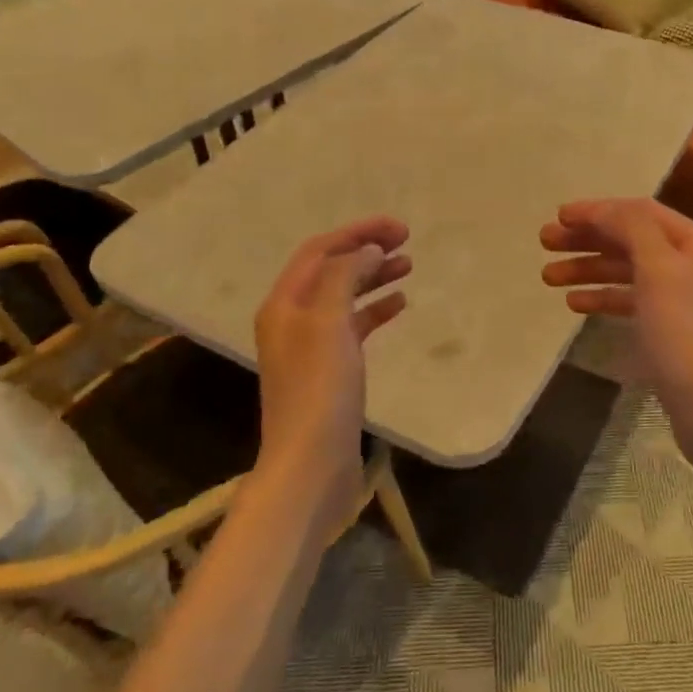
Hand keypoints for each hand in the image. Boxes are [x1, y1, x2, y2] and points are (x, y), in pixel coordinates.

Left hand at [254, 216, 410, 517]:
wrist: (311, 464)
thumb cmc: (319, 389)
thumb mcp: (329, 322)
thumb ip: (346, 276)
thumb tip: (368, 250)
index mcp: (284, 303)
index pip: (320, 250)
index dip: (357, 232)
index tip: (398, 227)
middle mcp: (292, 319)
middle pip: (331, 270)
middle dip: (366, 250)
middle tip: (407, 241)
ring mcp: (310, 346)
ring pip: (344, 296)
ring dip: (373, 277)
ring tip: (408, 265)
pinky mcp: (330, 370)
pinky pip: (353, 327)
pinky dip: (374, 310)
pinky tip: (399, 304)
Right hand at [540, 199, 692, 468]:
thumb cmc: (686, 334)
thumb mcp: (659, 270)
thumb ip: (632, 229)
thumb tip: (604, 209)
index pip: (640, 212)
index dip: (598, 210)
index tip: (559, 216)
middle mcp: (690, 264)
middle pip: (631, 239)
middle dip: (587, 239)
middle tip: (545, 242)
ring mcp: (680, 299)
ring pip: (626, 271)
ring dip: (588, 269)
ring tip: (548, 277)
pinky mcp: (669, 330)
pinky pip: (629, 302)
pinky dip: (602, 297)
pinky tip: (574, 303)